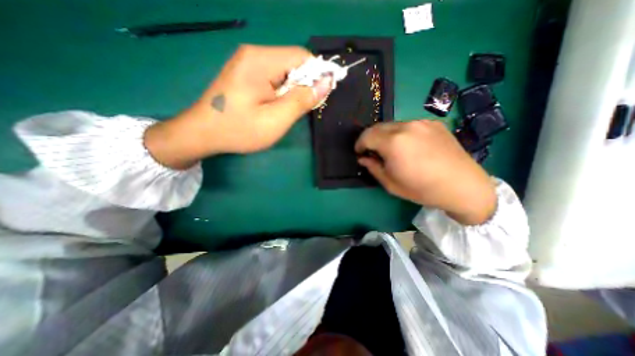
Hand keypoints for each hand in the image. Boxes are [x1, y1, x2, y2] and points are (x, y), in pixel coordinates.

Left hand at [144, 45, 331, 169]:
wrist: (202, 133)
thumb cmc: (240, 129)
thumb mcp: (276, 119)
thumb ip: (302, 100)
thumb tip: (326, 83)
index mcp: (261, 61)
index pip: (302, 56)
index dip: (318, 74)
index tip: (323, 95)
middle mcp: (254, 54)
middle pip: (293, 62)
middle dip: (304, 84)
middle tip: (300, 109)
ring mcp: (247, 62)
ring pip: (285, 71)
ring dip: (293, 90)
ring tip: (286, 110)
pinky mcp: (245, 73)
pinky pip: (274, 76)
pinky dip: (282, 91)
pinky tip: (276, 106)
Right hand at [357, 120, 495, 225]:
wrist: (463, 186)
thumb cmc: (422, 189)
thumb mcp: (390, 183)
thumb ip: (373, 167)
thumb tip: (363, 158)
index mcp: (393, 142)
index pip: (366, 135)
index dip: (359, 144)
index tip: (360, 153)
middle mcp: (406, 126)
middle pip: (378, 126)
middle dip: (370, 138)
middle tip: (373, 151)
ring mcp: (421, 122)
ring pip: (393, 124)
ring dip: (386, 135)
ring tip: (391, 149)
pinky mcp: (433, 123)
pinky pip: (409, 125)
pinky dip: (401, 133)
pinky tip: (409, 146)